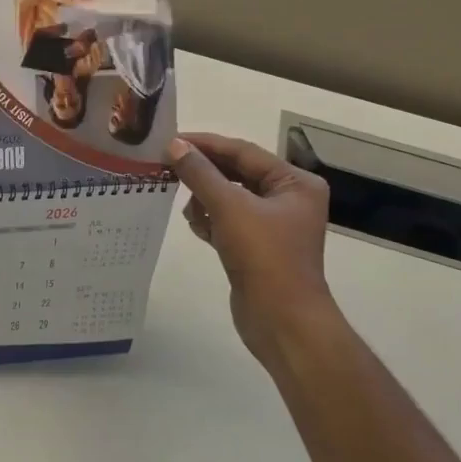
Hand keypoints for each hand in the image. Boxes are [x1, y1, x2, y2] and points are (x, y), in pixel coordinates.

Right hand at [168, 132, 334, 365]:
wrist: (283, 321)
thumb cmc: (264, 257)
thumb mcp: (230, 208)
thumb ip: (200, 174)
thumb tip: (174, 145)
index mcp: (294, 182)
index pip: (243, 151)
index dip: (206, 144)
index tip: (170, 140)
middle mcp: (287, 198)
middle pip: (235, 173)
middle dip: (203, 174)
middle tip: (166, 167)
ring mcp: (272, 224)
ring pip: (228, 197)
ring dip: (205, 199)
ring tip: (190, 211)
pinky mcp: (256, 246)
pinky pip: (227, 220)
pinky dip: (210, 220)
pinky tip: (197, 227)